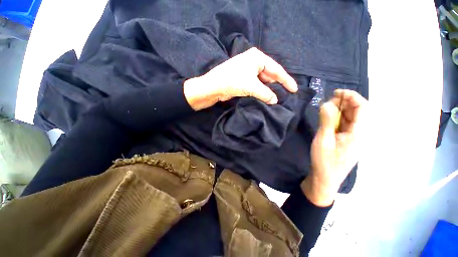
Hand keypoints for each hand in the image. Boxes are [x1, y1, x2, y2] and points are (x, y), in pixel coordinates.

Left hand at [183, 48, 297, 110]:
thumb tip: (275, 100)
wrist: (213, 87)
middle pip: (269, 75)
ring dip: (268, 90)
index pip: (276, 70)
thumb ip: (266, 93)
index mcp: (257, 57)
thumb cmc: (232, 81)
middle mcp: (253, 62)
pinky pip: (256, 85)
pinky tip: (265, 98)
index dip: (286, 80)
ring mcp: (247, 71)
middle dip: (277, 86)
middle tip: (285, 96)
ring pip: (262, 81)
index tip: (294, 89)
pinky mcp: (243, 79)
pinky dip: (261, 92)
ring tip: (276, 99)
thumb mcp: (252, 86)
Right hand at [302, 90, 367, 206]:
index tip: (336, 93)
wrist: (325, 178)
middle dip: (345, 102)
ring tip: (326, 108)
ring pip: (352, 118)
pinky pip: (346, 125)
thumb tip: (327, 103)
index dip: (352, 96)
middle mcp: (360, 134)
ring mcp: (354, 138)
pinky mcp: (347, 141)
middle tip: (328, 101)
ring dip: (341, 110)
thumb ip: (326, 121)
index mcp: (358, 133)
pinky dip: (338, 118)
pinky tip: (328, 118)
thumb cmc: (324, 160)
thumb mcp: (323, 140)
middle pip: (358, 112)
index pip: (363, 108)